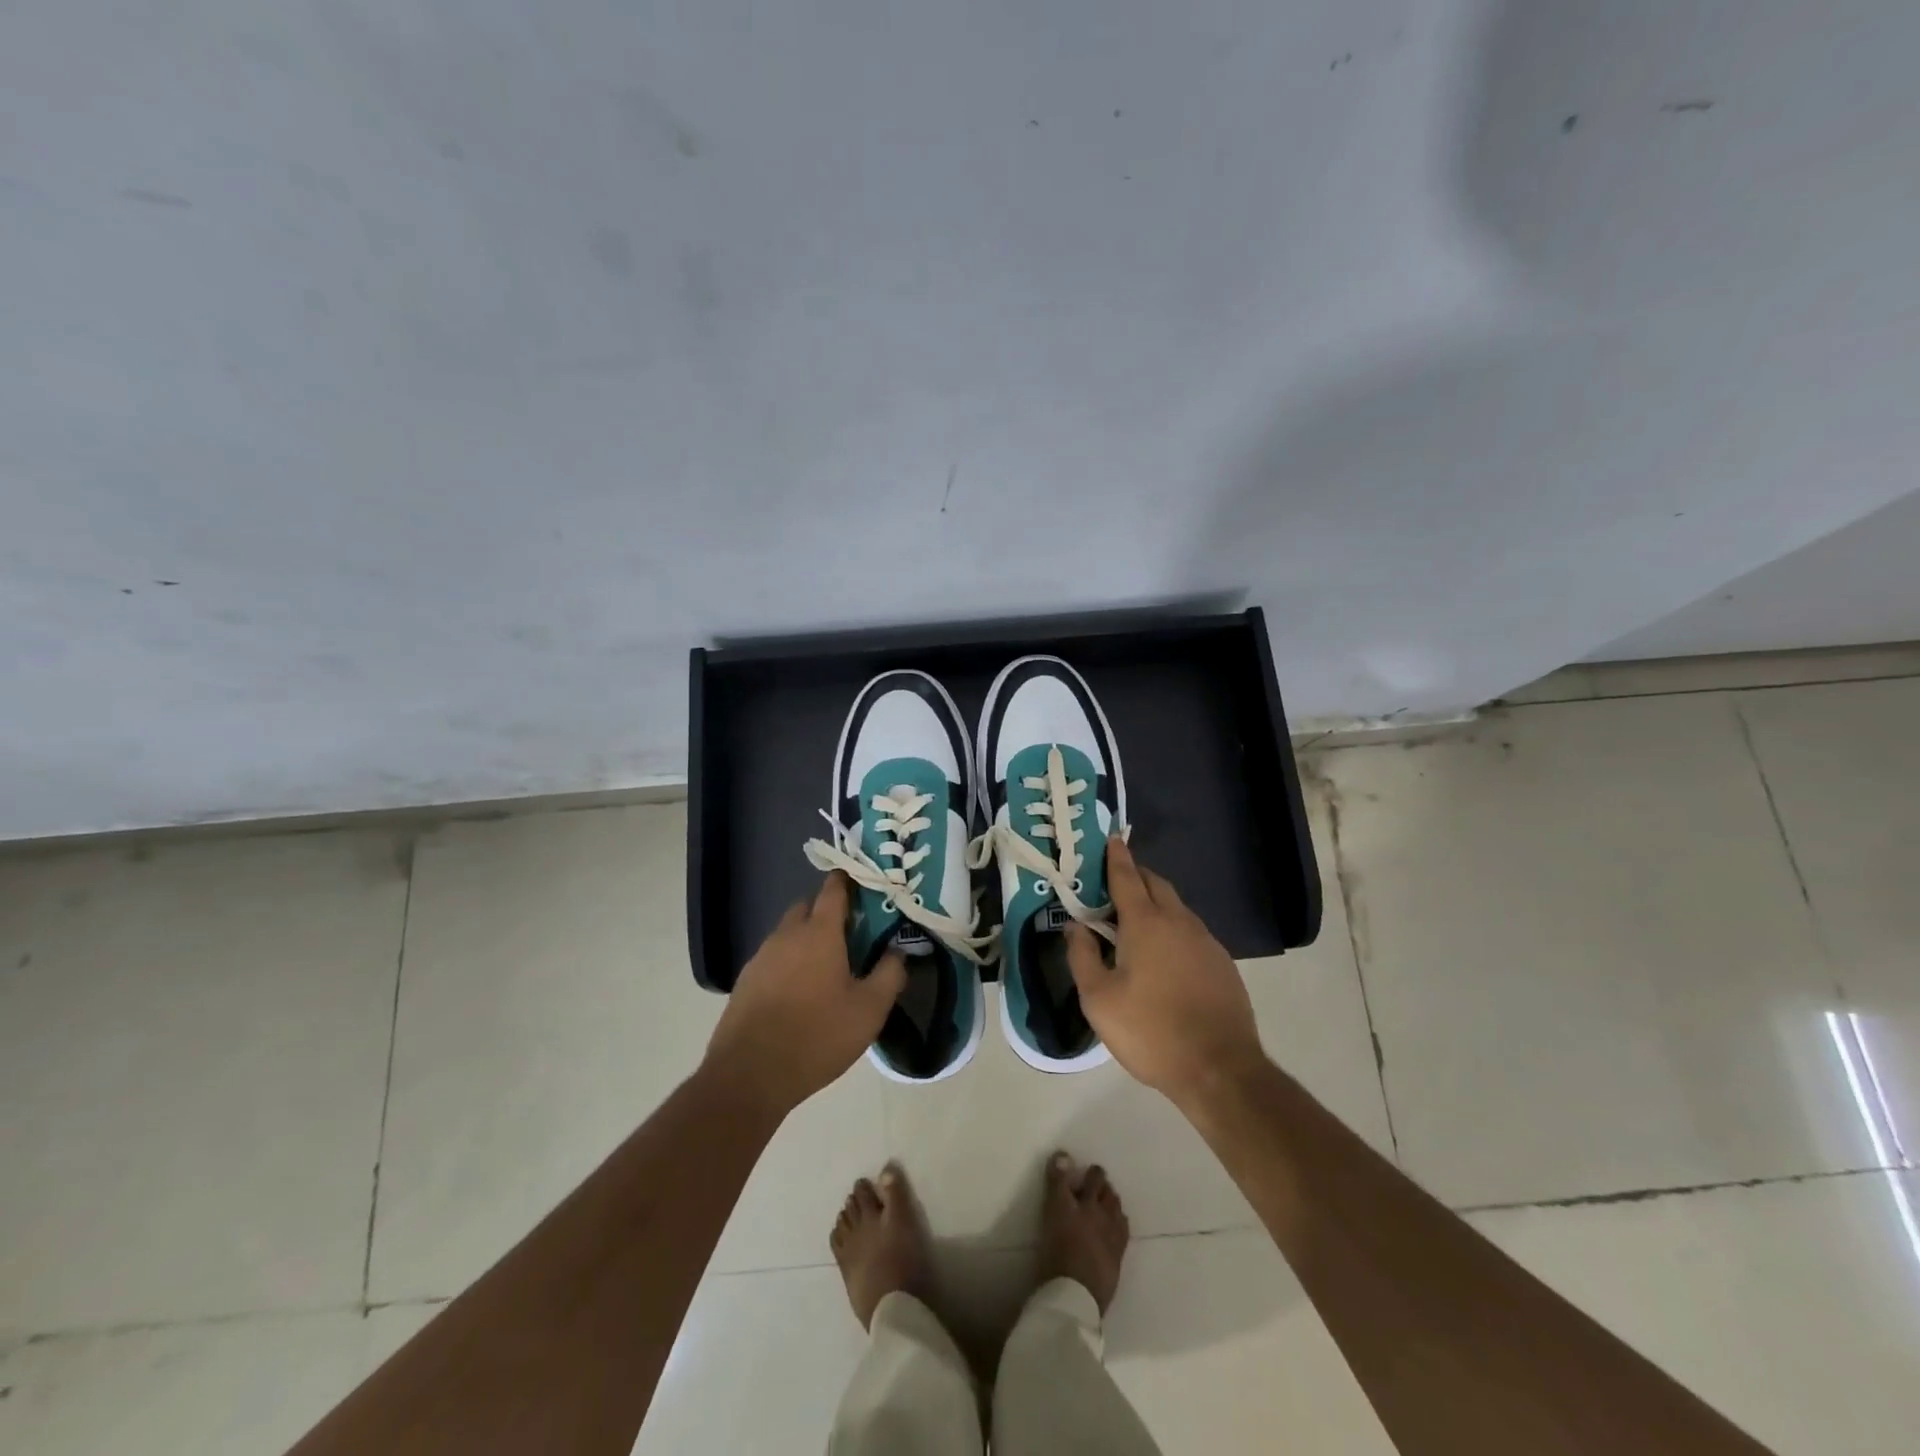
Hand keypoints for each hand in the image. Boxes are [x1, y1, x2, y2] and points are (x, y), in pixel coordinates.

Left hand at [705, 872, 904, 1116]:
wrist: (749, 1075)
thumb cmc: (817, 1036)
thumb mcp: (869, 1010)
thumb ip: (890, 974)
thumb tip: (899, 951)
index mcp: (819, 933)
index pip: (833, 890)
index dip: (847, 881)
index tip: (863, 882)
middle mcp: (787, 935)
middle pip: (807, 907)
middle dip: (826, 911)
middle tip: (850, 933)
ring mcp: (761, 957)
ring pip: (787, 933)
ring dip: (806, 938)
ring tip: (827, 966)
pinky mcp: (745, 981)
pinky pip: (773, 957)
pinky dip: (788, 962)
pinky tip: (799, 991)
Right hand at [1066, 836, 1265, 1108]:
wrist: (1220, 1069)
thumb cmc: (1151, 1031)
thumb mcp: (1099, 999)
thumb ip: (1082, 956)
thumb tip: (1075, 927)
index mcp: (1146, 923)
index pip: (1127, 877)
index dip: (1116, 857)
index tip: (1111, 838)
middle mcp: (1179, 922)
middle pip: (1156, 884)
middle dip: (1135, 875)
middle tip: (1113, 882)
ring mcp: (1206, 941)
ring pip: (1177, 907)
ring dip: (1155, 902)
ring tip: (1134, 919)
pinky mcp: (1222, 963)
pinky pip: (1191, 931)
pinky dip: (1173, 927)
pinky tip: (1164, 953)